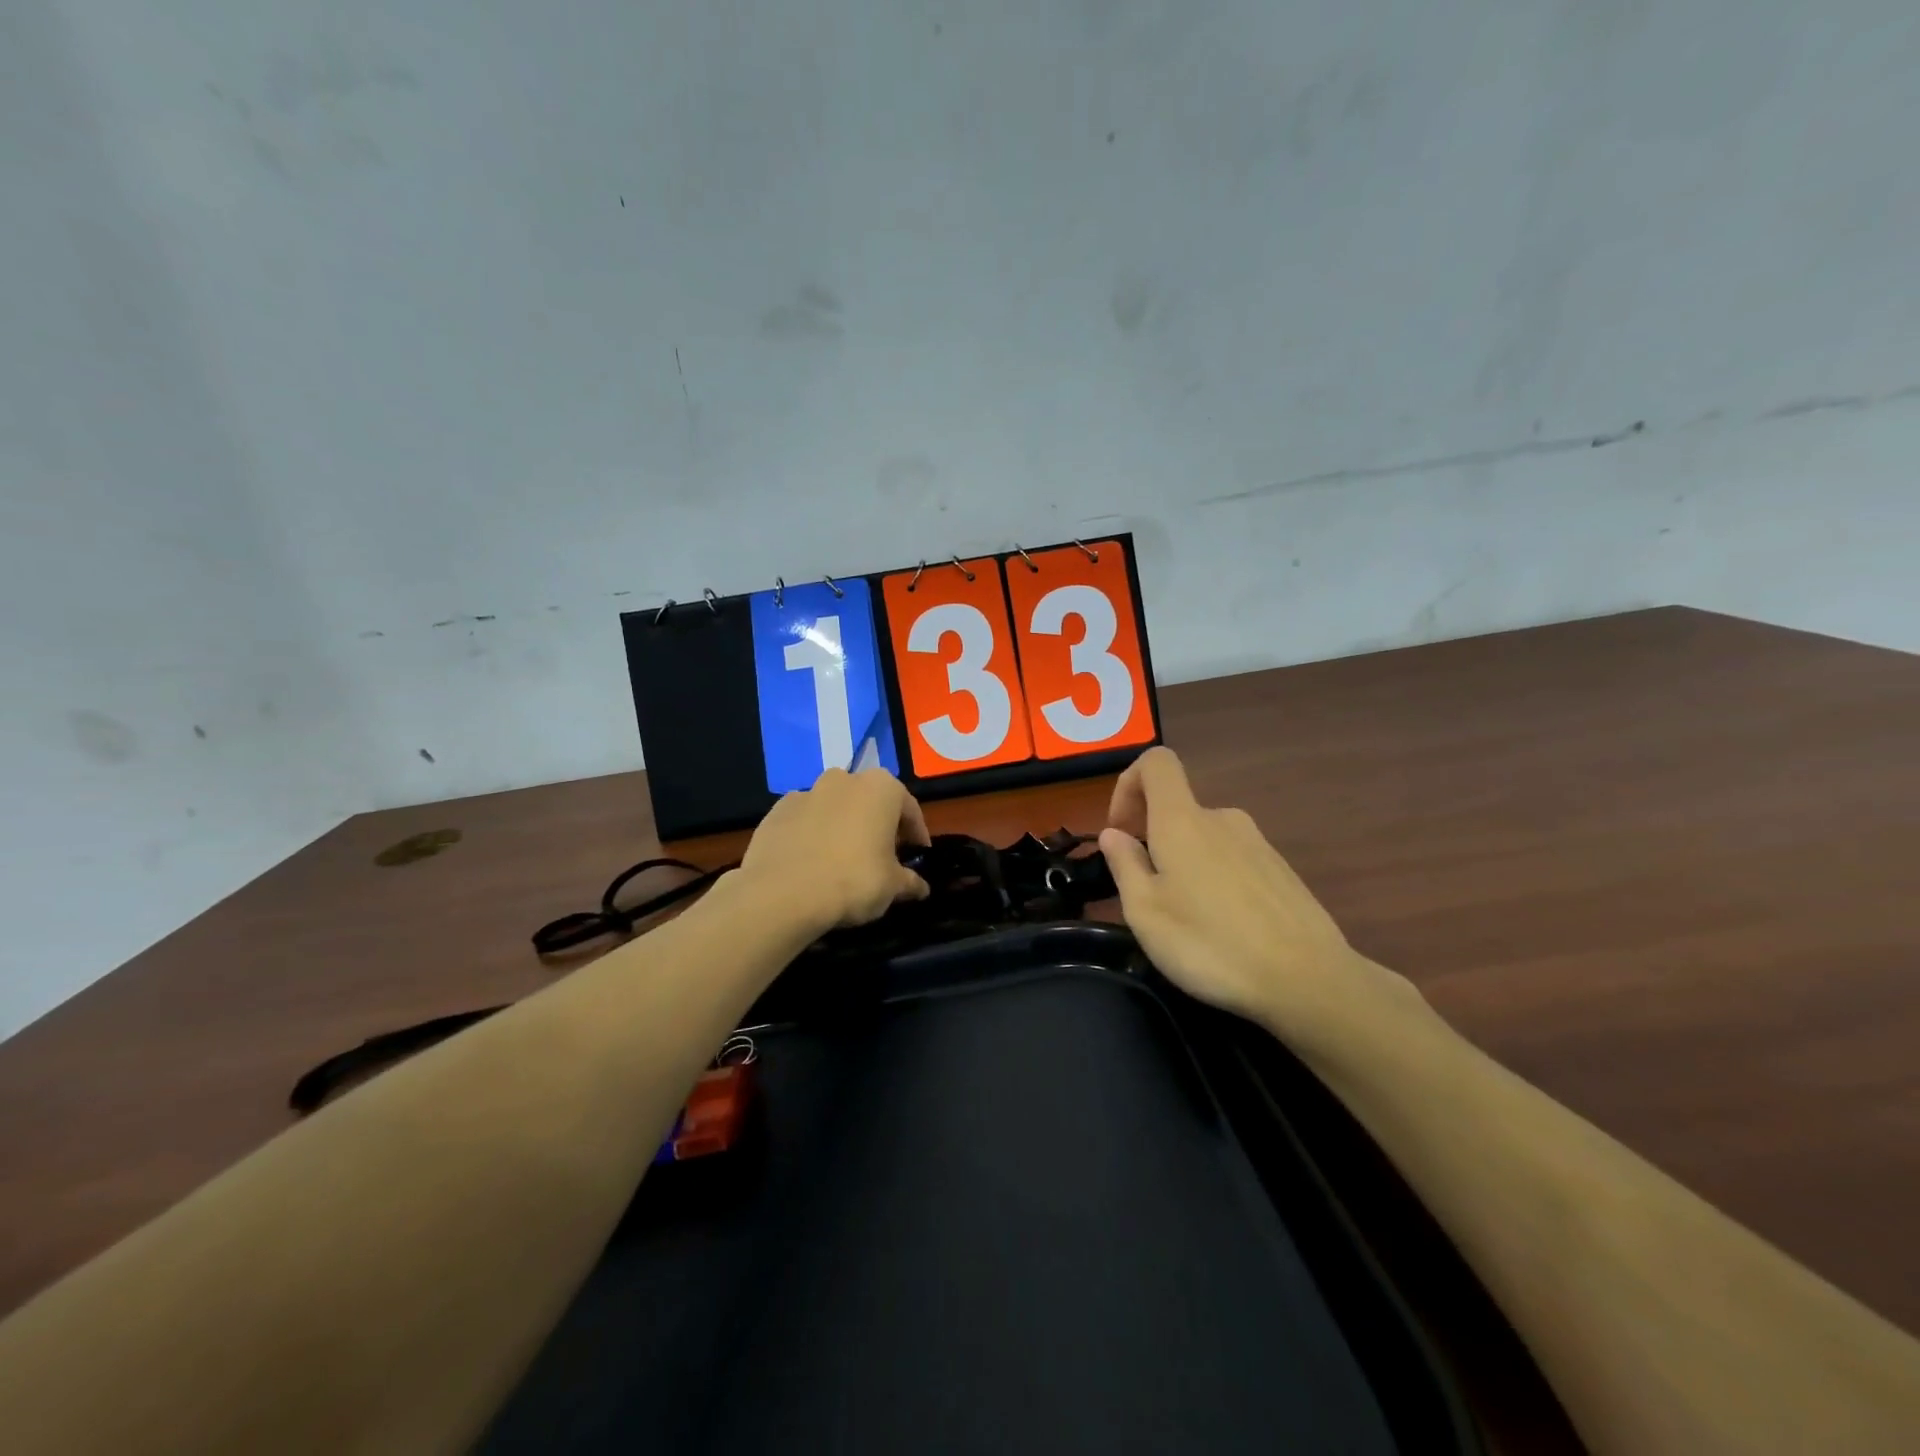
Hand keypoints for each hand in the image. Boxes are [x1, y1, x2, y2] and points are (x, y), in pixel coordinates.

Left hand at [737, 768, 931, 933]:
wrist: (782, 893)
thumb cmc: (853, 880)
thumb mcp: (892, 887)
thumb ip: (909, 882)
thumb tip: (922, 887)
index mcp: (881, 788)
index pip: (909, 809)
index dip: (916, 834)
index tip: (917, 854)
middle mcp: (845, 780)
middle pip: (870, 802)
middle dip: (878, 824)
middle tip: (882, 856)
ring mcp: (807, 791)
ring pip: (835, 807)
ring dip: (843, 825)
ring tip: (843, 859)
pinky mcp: (777, 810)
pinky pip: (804, 820)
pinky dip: (811, 834)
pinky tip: (811, 862)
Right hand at [1100, 747, 1418, 1053]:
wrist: (1308, 981)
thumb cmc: (1210, 944)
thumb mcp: (1145, 912)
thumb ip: (1124, 865)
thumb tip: (1114, 834)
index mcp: (1183, 820)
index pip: (1157, 763)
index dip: (1129, 784)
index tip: (1120, 831)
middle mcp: (1222, 819)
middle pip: (1178, 806)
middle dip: (1152, 837)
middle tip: (1145, 889)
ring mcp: (1257, 843)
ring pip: (1205, 837)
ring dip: (1184, 862)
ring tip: (1184, 916)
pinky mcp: (1280, 870)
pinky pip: (1233, 859)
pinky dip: (1215, 878)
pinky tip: (1222, 927)